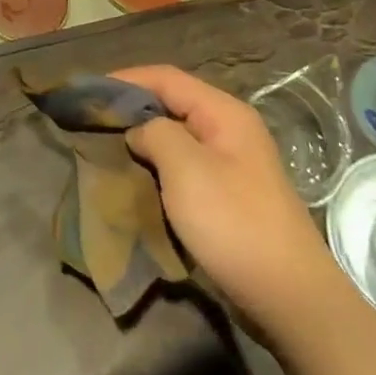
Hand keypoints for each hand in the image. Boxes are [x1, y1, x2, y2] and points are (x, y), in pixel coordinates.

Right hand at [113, 65, 352, 343]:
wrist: (288, 296)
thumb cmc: (234, 223)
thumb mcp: (186, 168)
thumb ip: (155, 133)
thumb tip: (139, 130)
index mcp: (224, 113)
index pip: (166, 77)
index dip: (125, 79)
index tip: (87, 91)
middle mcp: (229, 130)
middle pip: (171, 103)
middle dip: (130, 109)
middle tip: (90, 121)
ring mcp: (230, 164)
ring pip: (175, 136)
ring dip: (141, 139)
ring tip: (105, 147)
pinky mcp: (226, 194)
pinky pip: (183, 166)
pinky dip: (156, 165)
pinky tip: (134, 178)